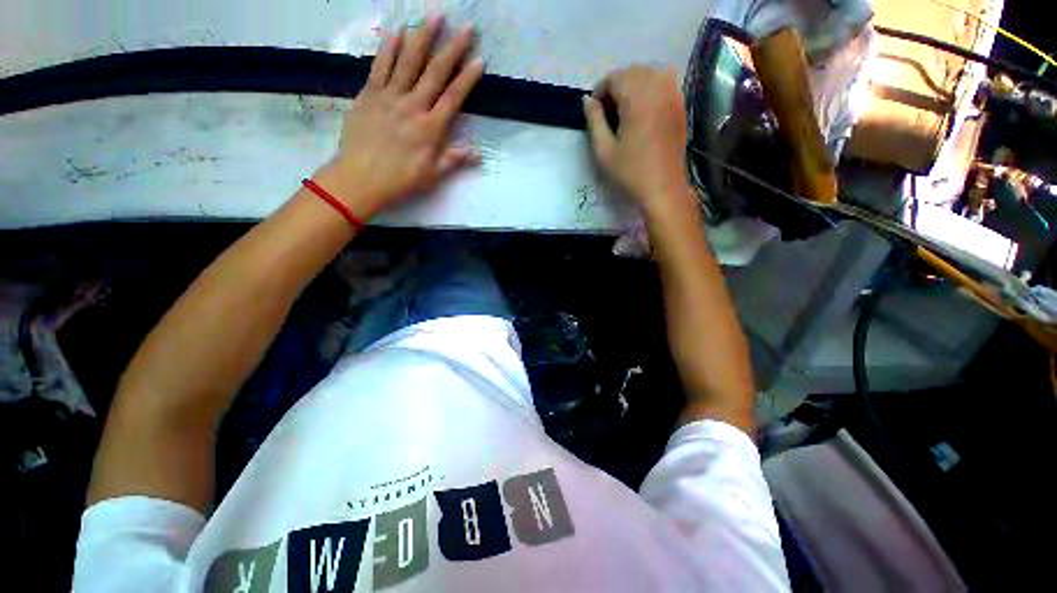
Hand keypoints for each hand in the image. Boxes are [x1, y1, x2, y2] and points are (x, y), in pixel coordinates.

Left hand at [322, 15, 484, 219]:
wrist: (360, 178)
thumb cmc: (400, 180)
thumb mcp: (432, 175)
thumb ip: (454, 159)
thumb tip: (477, 152)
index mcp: (431, 128)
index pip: (454, 97)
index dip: (468, 78)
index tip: (479, 59)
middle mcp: (413, 106)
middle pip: (435, 72)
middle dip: (452, 48)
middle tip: (465, 26)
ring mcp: (389, 97)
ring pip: (408, 61)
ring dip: (422, 37)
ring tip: (434, 15)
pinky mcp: (369, 94)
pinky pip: (380, 67)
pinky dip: (389, 49)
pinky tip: (397, 32)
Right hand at [583, 67, 690, 217]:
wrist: (663, 189)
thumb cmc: (630, 173)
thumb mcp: (603, 151)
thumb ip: (594, 121)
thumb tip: (587, 100)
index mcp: (637, 99)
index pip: (615, 78)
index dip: (600, 91)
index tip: (594, 111)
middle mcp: (657, 89)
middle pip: (633, 71)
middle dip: (617, 85)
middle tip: (607, 111)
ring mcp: (673, 96)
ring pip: (650, 73)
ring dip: (634, 84)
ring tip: (624, 109)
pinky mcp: (680, 106)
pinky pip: (665, 82)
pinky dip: (651, 87)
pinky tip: (643, 108)